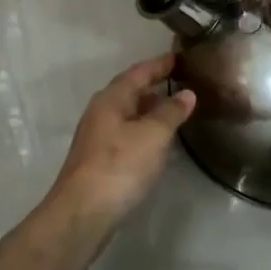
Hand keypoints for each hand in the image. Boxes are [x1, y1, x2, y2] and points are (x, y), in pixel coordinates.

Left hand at [45, 53, 194, 233]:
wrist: (83, 212)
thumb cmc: (120, 165)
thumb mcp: (153, 135)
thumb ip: (171, 112)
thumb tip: (186, 94)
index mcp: (111, 99)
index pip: (138, 72)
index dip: (159, 64)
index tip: (179, 57)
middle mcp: (101, 113)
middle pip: (130, 92)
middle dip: (154, 86)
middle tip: (181, 82)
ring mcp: (97, 138)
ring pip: (128, 114)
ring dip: (149, 110)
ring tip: (175, 110)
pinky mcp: (99, 160)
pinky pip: (126, 134)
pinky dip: (144, 130)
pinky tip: (158, 142)